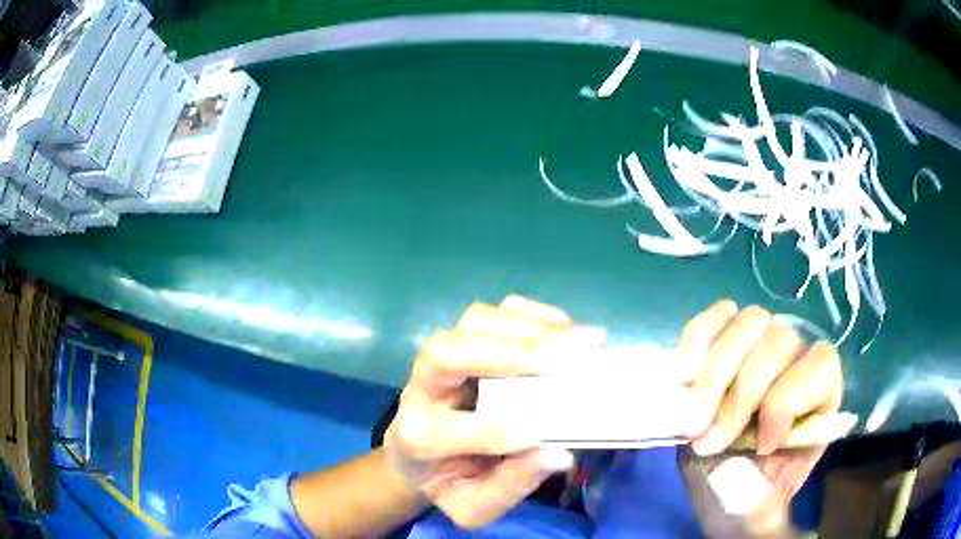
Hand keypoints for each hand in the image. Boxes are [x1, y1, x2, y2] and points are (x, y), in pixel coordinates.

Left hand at [384, 296, 604, 528]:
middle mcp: (420, 389)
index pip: (446, 430)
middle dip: (513, 353)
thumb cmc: (451, 482)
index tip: (540, 434)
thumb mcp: (474, 506)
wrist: (420, 455)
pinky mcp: (462, 339)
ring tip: (579, 341)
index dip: (494, 431)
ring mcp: (439, 358)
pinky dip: (532, 315)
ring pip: (474, 323)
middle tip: (573, 356)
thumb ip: (511, 486)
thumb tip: (558, 453)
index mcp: (417, 439)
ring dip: (530, 328)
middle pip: (449, 354)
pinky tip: (565, 330)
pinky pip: (493, 314)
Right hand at [677, 300, 843, 530]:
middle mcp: (797, 361)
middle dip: (740, 395)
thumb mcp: (762, 509)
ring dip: (713, 374)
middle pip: (781, 339)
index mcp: (820, 399)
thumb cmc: (746, 496)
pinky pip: (718, 315)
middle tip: (707, 441)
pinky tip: (682, 374)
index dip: (787, 401)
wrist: (718, 484)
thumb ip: (768, 506)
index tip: (759, 447)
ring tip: (690, 420)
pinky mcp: (728, 339)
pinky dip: (697, 338)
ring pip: (750, 321)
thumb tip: (758, 480)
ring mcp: (762, 344)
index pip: (821, 365)